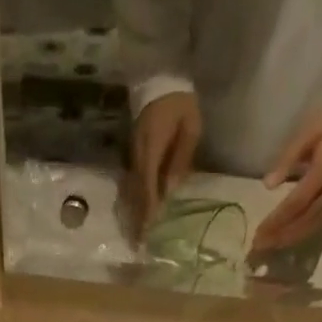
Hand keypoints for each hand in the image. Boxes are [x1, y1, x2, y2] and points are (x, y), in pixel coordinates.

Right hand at [129, 90, 201, 232]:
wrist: (160, 77)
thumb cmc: (180, 103)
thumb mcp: (190, 128)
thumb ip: (180, 160)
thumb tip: (170, 192)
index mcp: (151, 150)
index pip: (147, 188)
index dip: (147, 213)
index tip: (147, 235)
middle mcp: (137, 157)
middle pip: (136, 194)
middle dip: (137, 219)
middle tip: (138, 245)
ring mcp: (133, 155)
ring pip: (132, 191)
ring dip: (135, 212)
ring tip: (137, 235)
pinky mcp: (133, 154)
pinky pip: (133, 183)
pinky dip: (136, 200)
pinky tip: (139, 213)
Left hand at [251, 89, 321, 255]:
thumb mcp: (309, 130)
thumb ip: (288, 158)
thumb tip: (268, 185)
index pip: (297, 203)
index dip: (277, 220)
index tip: (259, 233)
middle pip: (305, 220)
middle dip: (281, 235)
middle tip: (259, 246)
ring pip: (313, 225)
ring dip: (290, 238)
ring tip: (270, 246)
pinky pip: (321, 222)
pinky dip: (303, 233)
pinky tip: (288, 238)